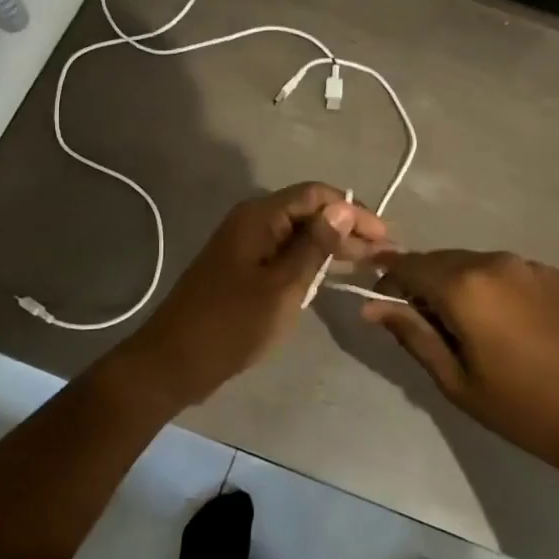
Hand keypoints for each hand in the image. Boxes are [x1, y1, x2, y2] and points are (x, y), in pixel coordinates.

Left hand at [118, 183, 388, 411]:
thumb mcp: (283, 286)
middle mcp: (252, 221)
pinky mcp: (243, 268)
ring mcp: (246, 245)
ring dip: (332, 246)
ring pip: (298, 234)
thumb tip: (343, 208)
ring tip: (368, 264)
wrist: (174, 362)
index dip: (352, 211)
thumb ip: (315, 246)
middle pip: (308, 212)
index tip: (384, 236)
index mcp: (259, 217)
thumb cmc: (232, 324)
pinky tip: (333, 275)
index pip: (316, 195)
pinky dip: (311, 261)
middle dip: (347, 229)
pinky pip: (284, 253)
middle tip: (383, 255)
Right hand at [362, 251, 558, 471]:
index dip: (388, 277)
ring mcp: (527, 263)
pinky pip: (505, 270)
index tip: (381, 300)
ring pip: (473, 263)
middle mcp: (493, 261)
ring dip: (457, 283)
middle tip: (422, 322)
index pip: (409, 265)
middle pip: (440, 260)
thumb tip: (372, 307)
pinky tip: (503, 320)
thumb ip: (412, 335)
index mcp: (464, 287)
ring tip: (464, 325)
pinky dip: (490, 286)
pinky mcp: (552, 272)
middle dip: (423, 282)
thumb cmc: (521, 407)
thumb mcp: (456, 381)